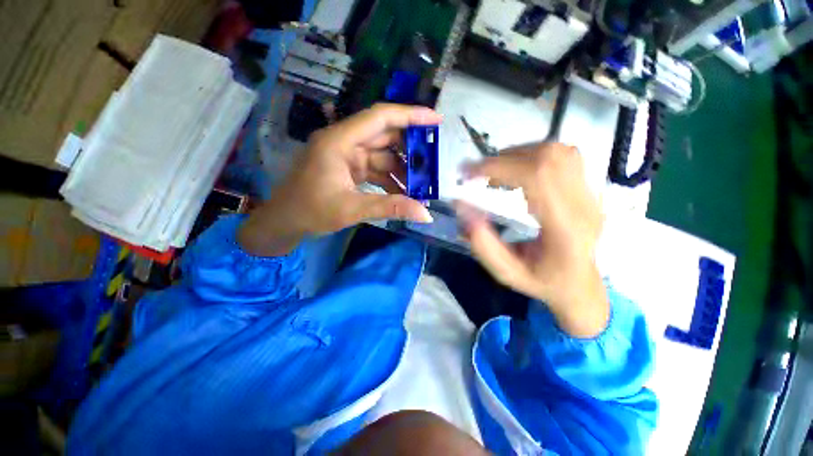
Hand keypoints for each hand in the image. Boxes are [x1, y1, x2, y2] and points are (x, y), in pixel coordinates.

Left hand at [239, 104, 439, 256]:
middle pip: (385, 137)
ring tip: (421, 186)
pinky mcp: (349, 170)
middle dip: (410, 150)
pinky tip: (404, 194)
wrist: (283, 222)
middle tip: (433, 163)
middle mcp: (344, 142)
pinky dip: (391, 180)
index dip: (410, 115)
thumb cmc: (310, 211)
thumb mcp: (352, 209)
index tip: (436, 121)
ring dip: (402, 170)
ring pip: (383, 156)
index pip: (379, 118)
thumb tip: (425, 214)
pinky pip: (376, 170)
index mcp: (339, 141)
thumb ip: (390, 208)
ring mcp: (347, 156)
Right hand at [457, 143, 608, 337]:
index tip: (468, 173)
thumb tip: (460, 204)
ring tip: (497, 174)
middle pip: (548, 158)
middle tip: (479, 175)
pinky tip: (518, 172)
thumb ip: (482, 242)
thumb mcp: (506, 273)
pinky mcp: (589, 188)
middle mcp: (584, 205)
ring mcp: (591, 194)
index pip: (536, 178)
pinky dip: (533, 155)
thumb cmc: (543, 282)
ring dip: (518, 155)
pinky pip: (563, 156)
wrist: (581, 285)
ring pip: (557, 151)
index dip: (498, 166)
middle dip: (504, 159)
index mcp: (565, 229)